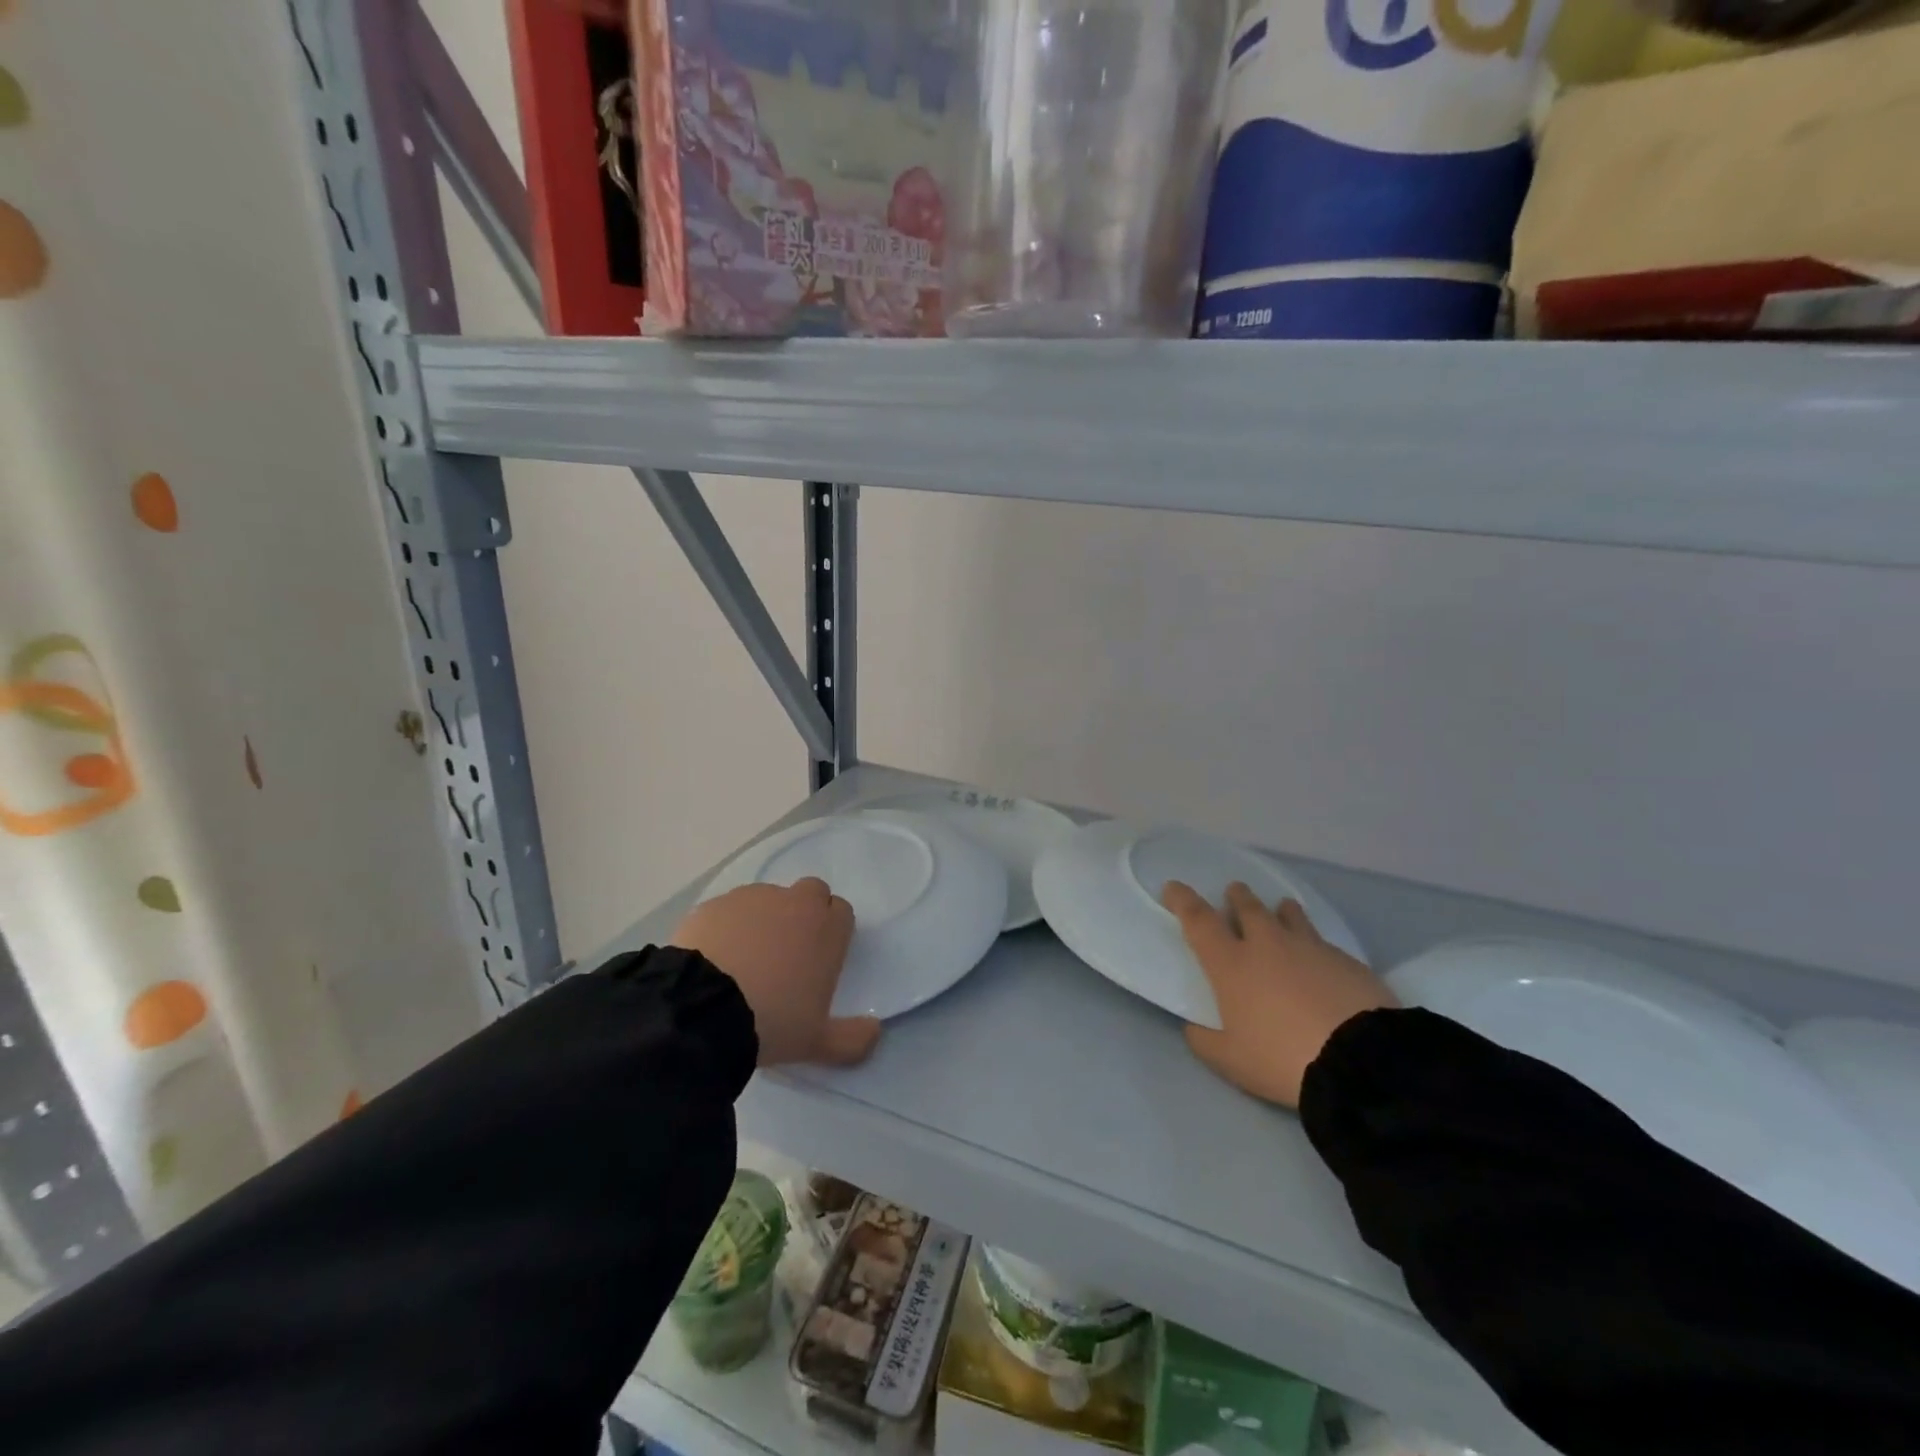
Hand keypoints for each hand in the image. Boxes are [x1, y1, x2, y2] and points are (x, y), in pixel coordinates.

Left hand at [670, 880, 881, 1068]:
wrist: (701, 1009)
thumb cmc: (772, 1021)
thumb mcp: (817, 1043)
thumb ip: (853, 1039)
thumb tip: (875, 1032)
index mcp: (827, 929)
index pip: (842, 911)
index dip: (833, 930)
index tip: (820, 958)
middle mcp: (796, 903)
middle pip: (811, 893)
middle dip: (805, 913)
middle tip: (788, 952)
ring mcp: (753, 898)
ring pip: (768, 899)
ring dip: (765, 919)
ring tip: (745, 960)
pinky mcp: (715, 904)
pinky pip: (729, 910)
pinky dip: (728, 927)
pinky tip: (715, 958)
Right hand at [1164, 881, 1396, 1107]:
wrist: (1360, 1060)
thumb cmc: (1281, 1058)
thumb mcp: (1230, 1061)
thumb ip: (1205, 1041)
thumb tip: (1195, 1028)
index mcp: (1231, 963)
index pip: (1199, 921)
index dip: (1183, 901)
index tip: (1174, 886)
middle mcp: (1267, 944)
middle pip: (1248, 908)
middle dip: (1237, 897)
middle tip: (1234, 892)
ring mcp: (1310, 948)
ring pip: (1289, 916)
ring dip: (1280, 911)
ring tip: (1281, 909)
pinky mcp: (1346, 961)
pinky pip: (1323, 943)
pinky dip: (1314, 945)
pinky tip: (1321, 960)